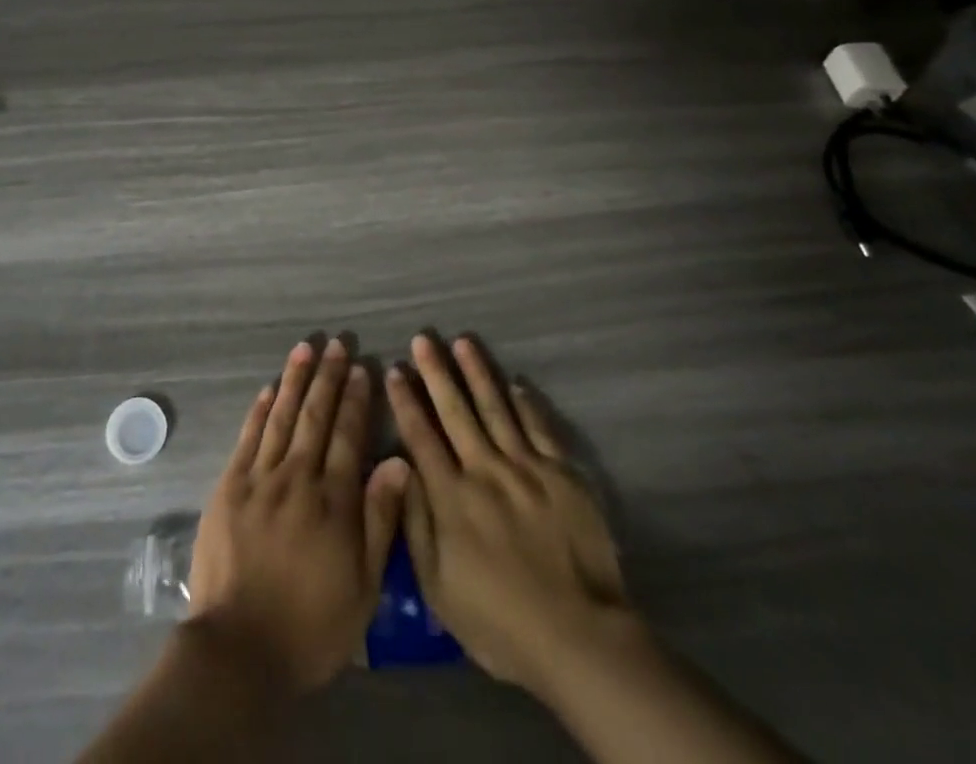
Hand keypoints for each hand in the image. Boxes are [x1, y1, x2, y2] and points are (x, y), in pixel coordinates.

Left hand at [187, 339, 407, 693]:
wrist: (239, 649)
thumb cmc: (311, 626)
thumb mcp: (363, 587)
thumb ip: (380, 520)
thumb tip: (399, 462)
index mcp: (333, 501)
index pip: (349, 436)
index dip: (356, 401)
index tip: (362, 369)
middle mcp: (297, 478)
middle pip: (315, 417)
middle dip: (328, 378)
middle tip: (336, 345)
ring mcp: (259, 479)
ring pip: (281, 417)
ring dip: (294, 380)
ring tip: (304, 349)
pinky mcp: (229, 487)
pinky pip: (247, 438)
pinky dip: (259, 410)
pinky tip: (267, 388)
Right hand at [385, 334, 632, 699]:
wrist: (580, 637)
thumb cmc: (500, 623)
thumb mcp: (438, 588)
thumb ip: (416, 524)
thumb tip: (400, 469)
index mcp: (452, 496)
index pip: (421, 436)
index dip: (405, 401)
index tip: (395, 369)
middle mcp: (484, 469)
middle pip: (455, 410)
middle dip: (436, 372)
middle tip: (424, 338)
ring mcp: (526, 467)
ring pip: (496, 407)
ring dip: (477, 372)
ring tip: (463, 342)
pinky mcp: (562, 474)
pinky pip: (539, 427)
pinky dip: (526, 403)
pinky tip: (515, 383)